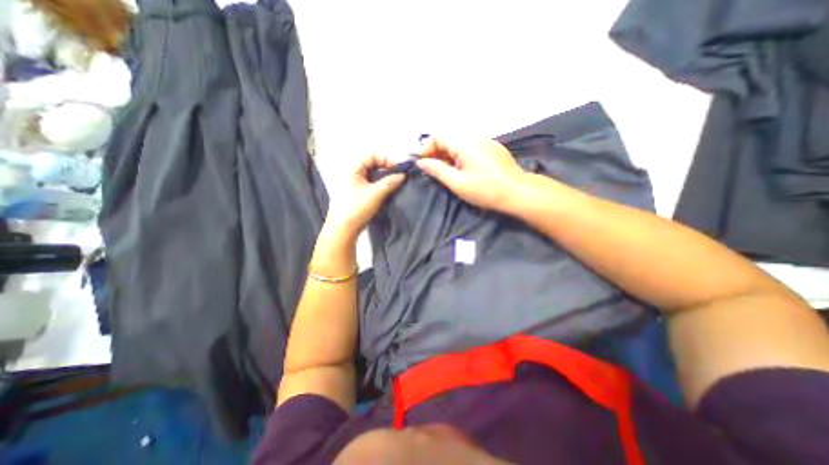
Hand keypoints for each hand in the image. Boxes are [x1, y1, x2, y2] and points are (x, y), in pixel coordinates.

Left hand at [324, 153, 404, 238]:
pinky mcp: (356, 189)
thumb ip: (390, 182)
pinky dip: (380, 181)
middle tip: (401, 173)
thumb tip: (403, 175)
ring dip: (384, 174)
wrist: (343, 230)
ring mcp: (352, 180)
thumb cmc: (356, 209)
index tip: (401, 168)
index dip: (388, 159)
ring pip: (372, 171)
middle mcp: (350, 170)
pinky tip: (388, 187)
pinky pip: (370, 180)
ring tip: (397, 179)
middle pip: (372, 161)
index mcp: (351, 167)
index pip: (373, 155)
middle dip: (387, 166)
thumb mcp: (375, 194)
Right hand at [415, 136, 523, 209]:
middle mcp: (475, 137)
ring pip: (459, 141)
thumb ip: (438, 170)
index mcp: (465, 144)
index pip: (439, 135)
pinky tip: (462, 168)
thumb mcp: (458, 183)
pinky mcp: (492, 148)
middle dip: (437, 151)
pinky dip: (460, 154)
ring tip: (446, 171)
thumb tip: (421, 162)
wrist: (518, 192)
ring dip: (448, 153)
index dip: (427, 148)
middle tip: (432, 169)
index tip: (422, 163)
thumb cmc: (486, 190)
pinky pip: (470, 146)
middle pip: (449, 137)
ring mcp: (486, 141)